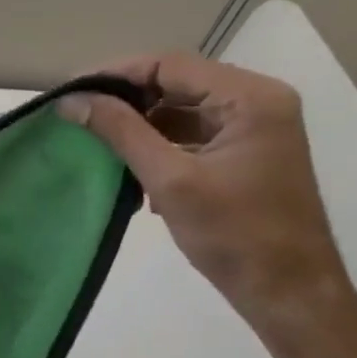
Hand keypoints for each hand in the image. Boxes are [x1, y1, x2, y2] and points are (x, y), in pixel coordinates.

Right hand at [57, 52, 356, 345]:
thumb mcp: (170, 180)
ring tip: (92, 137)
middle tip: (75, 114)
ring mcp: (252, 128)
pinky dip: (156, 142)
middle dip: (123, 98)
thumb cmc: (234, 235)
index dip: (114, 74)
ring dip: (137, 122)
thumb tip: (72, 101)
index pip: (170, 65)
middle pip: (175, 82)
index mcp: (251, 98)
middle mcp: (257, 102)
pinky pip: (189, 133)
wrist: (287, 292)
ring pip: (180, 108)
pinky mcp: (242, 153)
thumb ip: (121, 132)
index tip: (69, 92)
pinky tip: (126, 164)